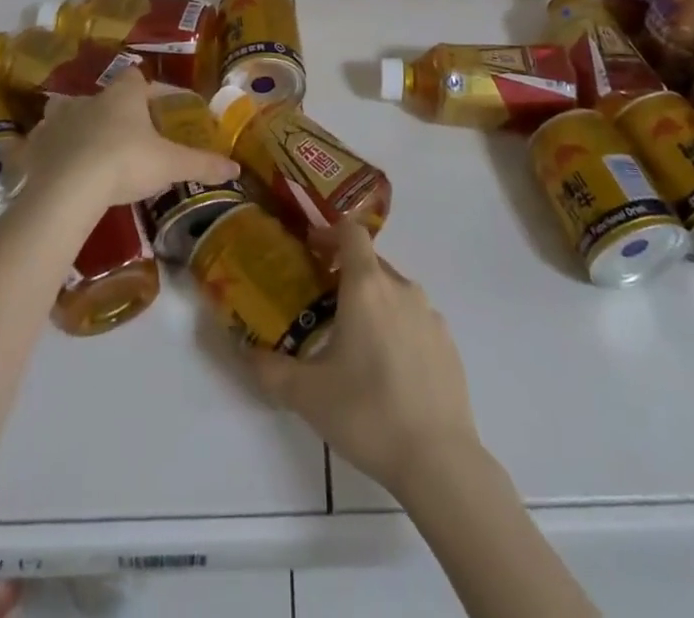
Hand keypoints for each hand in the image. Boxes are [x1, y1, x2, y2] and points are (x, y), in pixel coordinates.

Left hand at [22, 69, 237, 205]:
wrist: (69, 188)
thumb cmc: (125, 163)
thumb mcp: (170, 165)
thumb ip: (202, 164)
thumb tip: (236, 168)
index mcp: (122, 96)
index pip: (137, 79)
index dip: (150, 90)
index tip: (161, 107)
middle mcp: (88, 99)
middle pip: (102, 96)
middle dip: (113, 111)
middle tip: (127, 135)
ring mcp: (56, 121)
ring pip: (66, 113)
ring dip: (77, 126)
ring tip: (89, 149)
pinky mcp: (34, 146)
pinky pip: (42, 142)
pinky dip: (50, 151)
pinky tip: (57, 168)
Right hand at [248, 221, 481, 496]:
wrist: (439, 460)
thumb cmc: (367, 413)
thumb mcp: (306, 395)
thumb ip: (270, 369)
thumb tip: (246, 352)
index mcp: (366, 286)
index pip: (351, 233)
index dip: (330, 233)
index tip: (312, 250)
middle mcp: (401, 288)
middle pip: (371, 263)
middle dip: (346, 274)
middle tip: (322, 304)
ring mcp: (430, 315)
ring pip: (395, 292)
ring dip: (373, 303)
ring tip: (354, 342)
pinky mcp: (448, 343)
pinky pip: (415, 320)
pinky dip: (398, 329)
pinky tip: (388, 370)